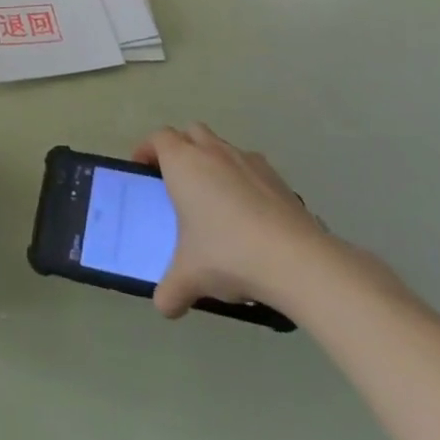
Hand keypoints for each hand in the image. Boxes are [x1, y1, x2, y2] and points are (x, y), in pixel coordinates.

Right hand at [134, 123, 344, 319]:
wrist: (296, 260)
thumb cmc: (228, 254)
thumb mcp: (189, 277)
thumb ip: (170, 290)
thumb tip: (165, 307)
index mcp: (183, 163)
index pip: (159, 138)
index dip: (147, 149)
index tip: (143, 169)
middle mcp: (213, 152)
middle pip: (191, 132)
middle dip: (181, 148)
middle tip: (177, 180)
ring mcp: (248, 161)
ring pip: (222, 147)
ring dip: (213, 162)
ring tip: (214, 200)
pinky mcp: (277, 178)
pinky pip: (251, 167)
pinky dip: (243, 180)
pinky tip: (248, 216)